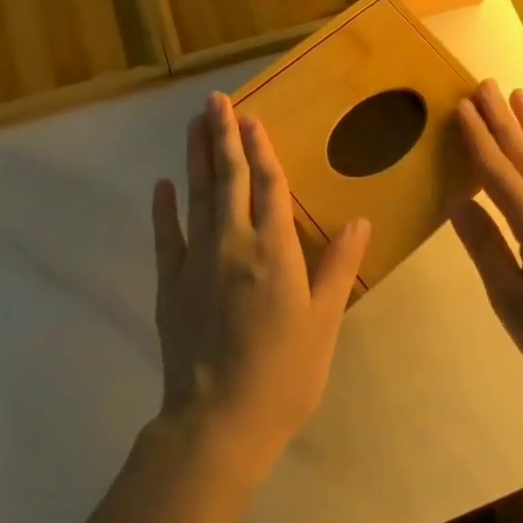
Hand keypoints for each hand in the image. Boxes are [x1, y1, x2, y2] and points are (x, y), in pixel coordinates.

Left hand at [152, 91, 369, 479]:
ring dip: (195, 156)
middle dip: (222, 135)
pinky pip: (166, 235)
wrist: (218, 422)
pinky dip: (164, 208)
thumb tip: (360, 221)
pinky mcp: (170, 282)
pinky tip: (162, 184)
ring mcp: (197, 259)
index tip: (252, 117)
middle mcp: (234, 242)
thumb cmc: (283, 374)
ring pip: (196, 195)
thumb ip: (337, 267)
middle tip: (215, 99)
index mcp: (274, 249)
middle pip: (228, 178)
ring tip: (193, 123)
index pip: (269, 185)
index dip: (262, 148)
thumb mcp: (323, 322)